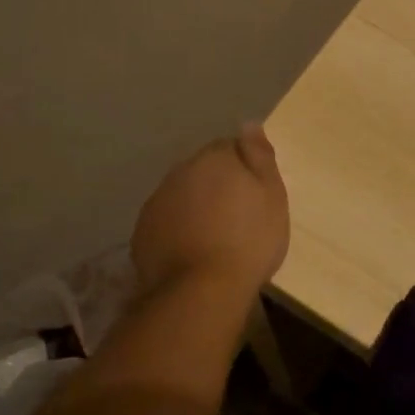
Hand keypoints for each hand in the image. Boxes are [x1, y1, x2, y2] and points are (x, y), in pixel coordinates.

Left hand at [131, 125, 289, 297]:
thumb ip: (260, 156)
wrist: (201, 291)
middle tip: (238, 216)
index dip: (245, 168)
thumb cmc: (249, 240)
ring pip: (181, 195)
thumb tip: (249, 123)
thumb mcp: (272, 196)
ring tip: (214, 236)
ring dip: (195, 207)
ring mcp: (157, 201)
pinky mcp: (142, 232)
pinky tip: (191, 251)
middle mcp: (180, 171)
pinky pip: (166, 221)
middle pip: (203, 171)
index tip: (255, 192)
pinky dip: (177, 229)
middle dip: (217, 185)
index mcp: (214, 158)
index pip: (230, 148)